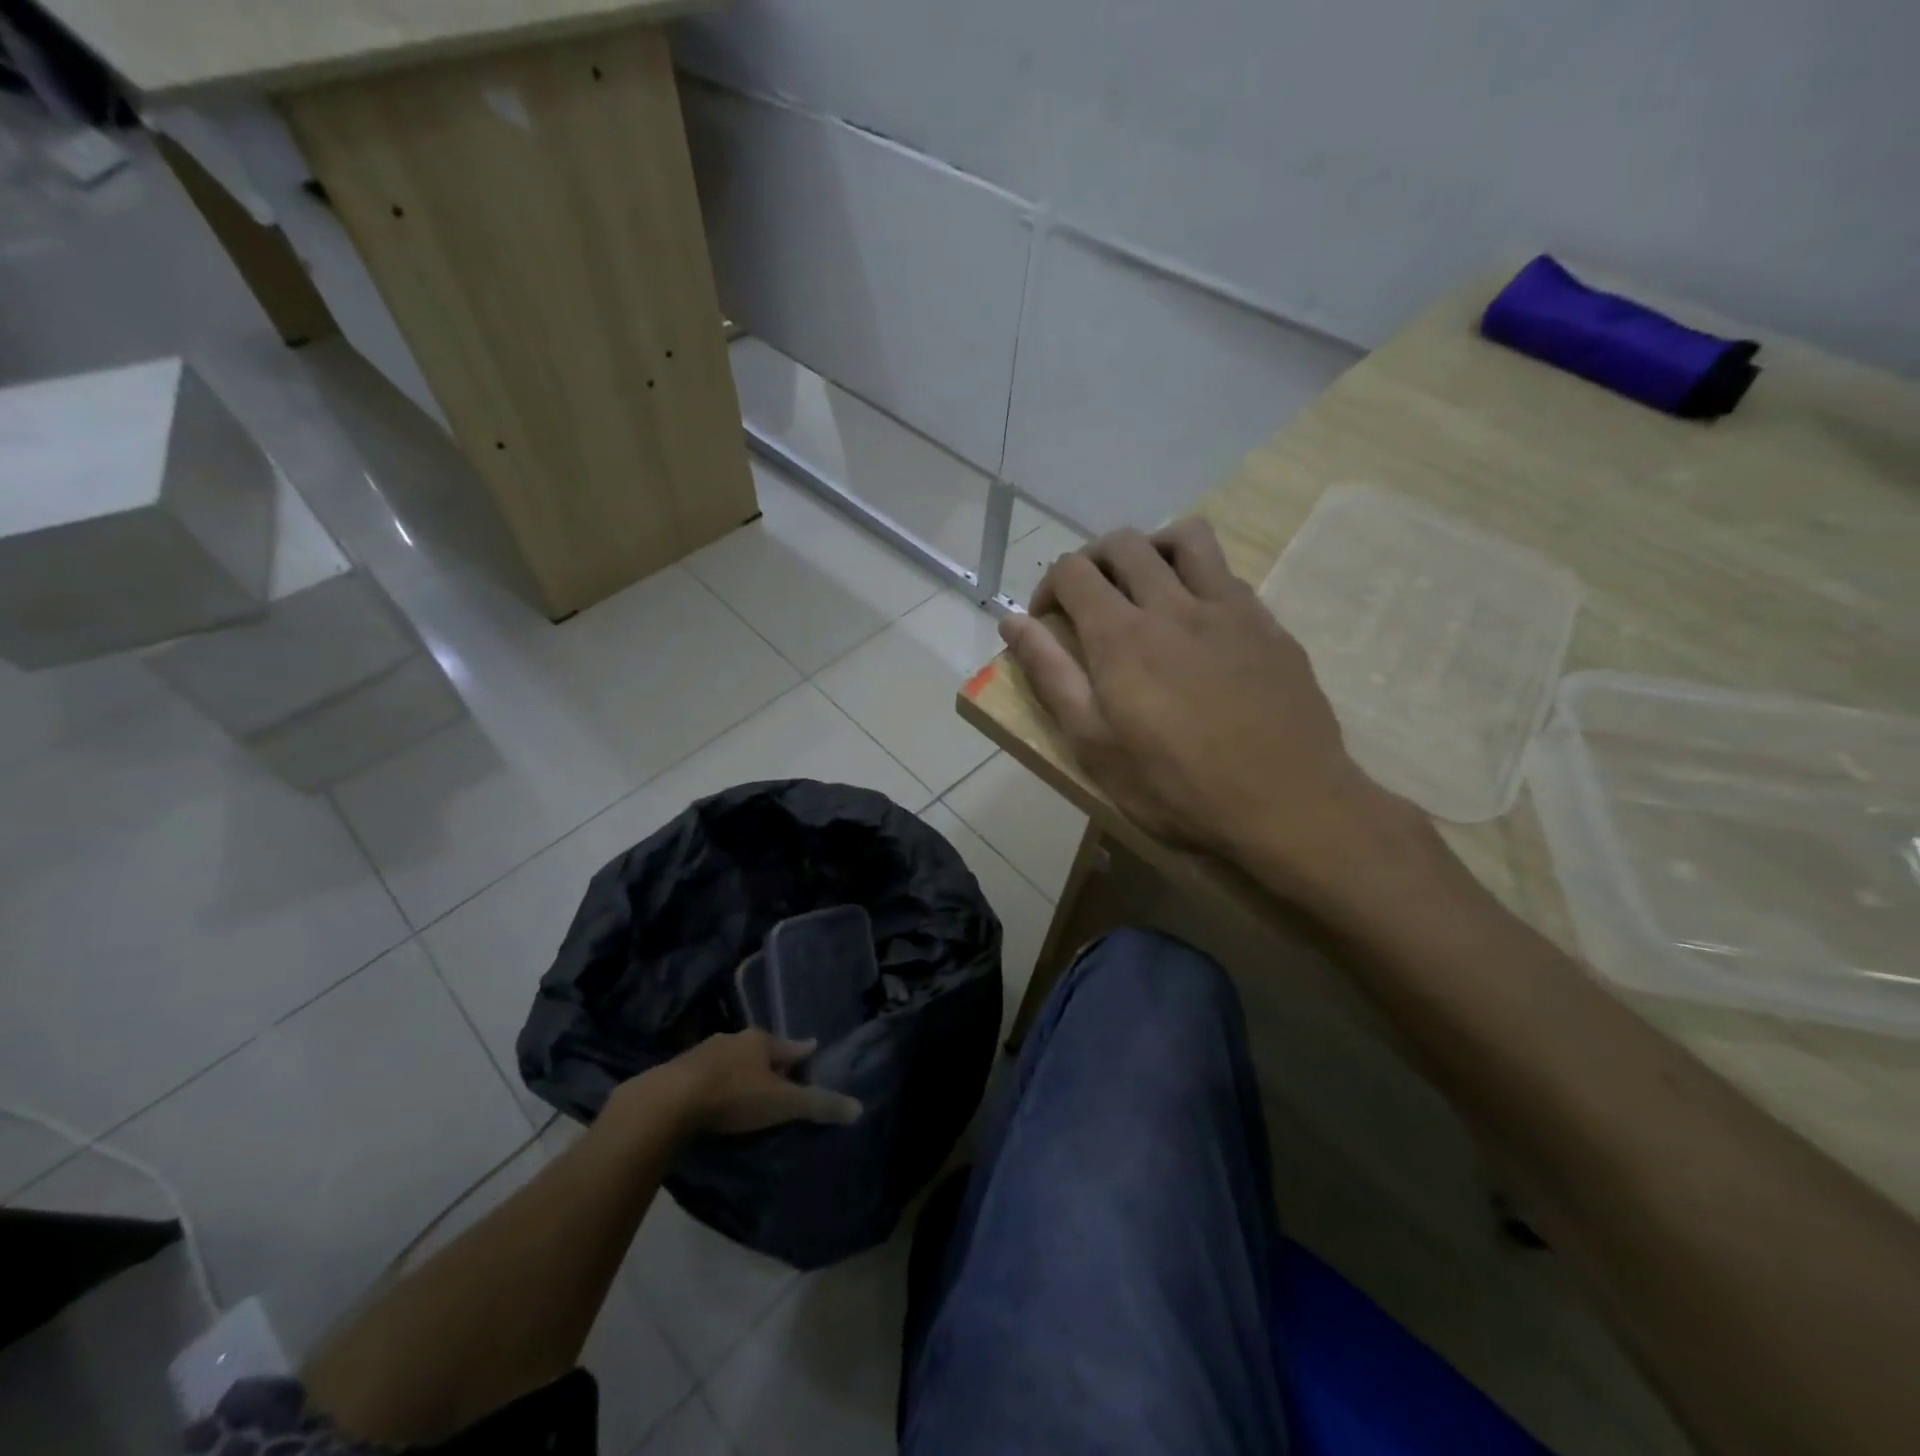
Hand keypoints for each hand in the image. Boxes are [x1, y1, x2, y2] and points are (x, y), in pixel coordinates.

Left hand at [646, 1029, 861, 1136]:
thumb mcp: (782, 1103)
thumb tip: (859, 1107)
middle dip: (770, 1060)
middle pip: (760, 1049)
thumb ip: (818, 1105)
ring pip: (731, 1059)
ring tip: (747, 1086)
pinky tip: (713, 1098)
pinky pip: (705, 1074)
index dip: (804, 1052)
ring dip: (740, 1070)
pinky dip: (714, 1083)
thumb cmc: (734, 1096)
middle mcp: (734, 1039)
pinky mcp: (678, 1071)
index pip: (792, 1045)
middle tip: (781, 1073)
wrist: (668, 1102)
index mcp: (761, 1041)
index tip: (813, 1051)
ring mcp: (704, 1052)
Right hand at [1004, 518, 1422, 907]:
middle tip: (1088, 601)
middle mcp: (1173, 605)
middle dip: (1092, 560)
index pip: (1073, 571)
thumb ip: (1050, 675)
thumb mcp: (1094, 744)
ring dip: (1152, 549)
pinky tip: (1198, 622)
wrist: (1286, 804)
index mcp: (1122, 636)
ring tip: (1145, 587)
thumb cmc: (1176, 787)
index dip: (1048, 587)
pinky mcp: (1268, 624)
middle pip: (1124, 543)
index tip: (1047, 621)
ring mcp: (1228, 609)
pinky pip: (1227, 574)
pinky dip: (1199, 578)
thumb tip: (1011, 623)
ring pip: (1185, 537)